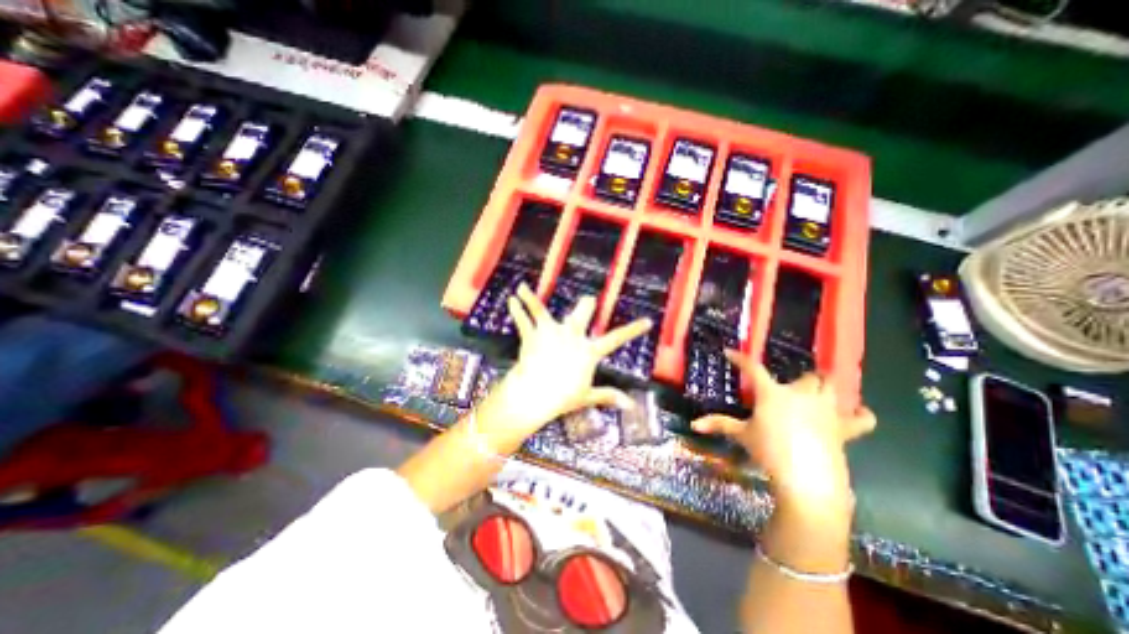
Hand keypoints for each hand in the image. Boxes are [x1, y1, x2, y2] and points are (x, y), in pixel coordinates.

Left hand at [485, 286, 652, 438]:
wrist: (536, 395)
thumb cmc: (563, 397)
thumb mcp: (587, 396)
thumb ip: (608, 396)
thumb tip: (631, 405)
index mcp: (588, 351)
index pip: (616, 339)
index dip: (633, 330)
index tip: (647, 321)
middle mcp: (572, 336)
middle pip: (582, 314)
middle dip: (586, 306)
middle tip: (588, 300)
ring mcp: (551, 333)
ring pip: (544, 310)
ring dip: (533, 298)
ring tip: (523, 288)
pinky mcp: (534, 335)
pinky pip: (524, 320)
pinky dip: (518, 309)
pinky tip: (512, 298)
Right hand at [694, 349, 875, 507]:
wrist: (807, 479)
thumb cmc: (769, 452)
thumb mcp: (742, 436)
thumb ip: (719, 425)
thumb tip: (694, 424)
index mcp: (773, 393)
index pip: (753, 368)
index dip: (740, 359)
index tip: (730, 352)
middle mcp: (801, 394)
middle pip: (806, 376)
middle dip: (799, 379)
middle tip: (789, 388)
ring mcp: (826, 409)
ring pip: (833, 386)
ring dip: (827, 386)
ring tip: (819, 392)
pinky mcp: (845, 428)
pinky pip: (862, 417)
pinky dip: (859, 414)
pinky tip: (855, 414)